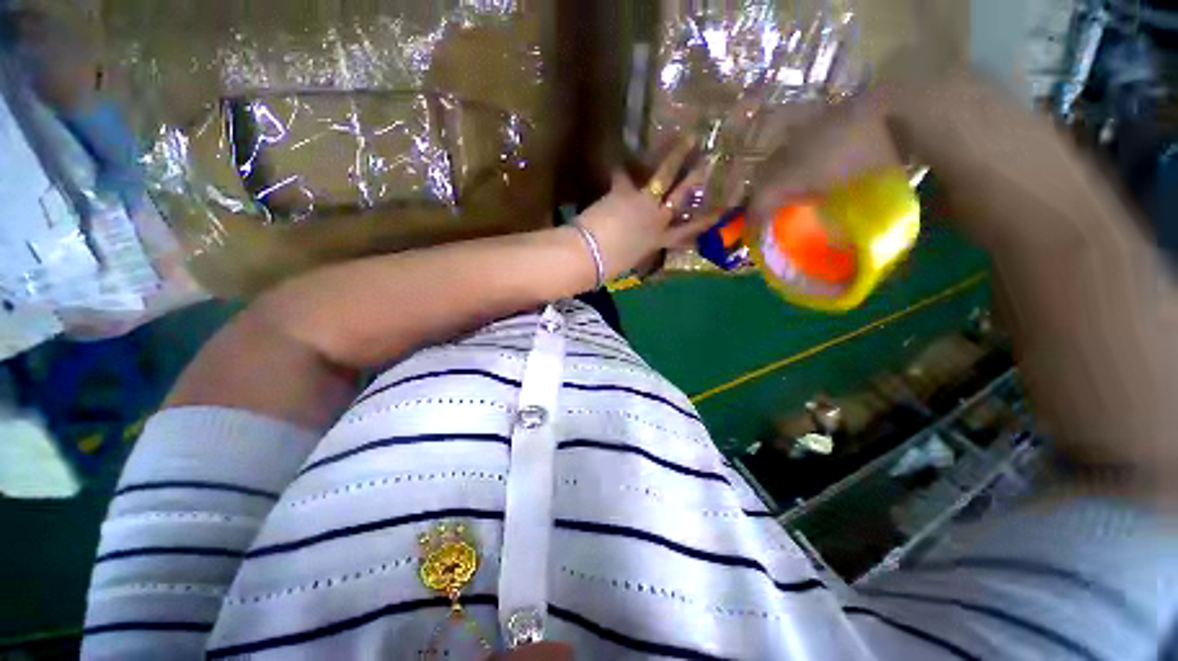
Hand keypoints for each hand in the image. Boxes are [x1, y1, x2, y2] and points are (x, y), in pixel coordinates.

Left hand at [575, 140, 712, 279]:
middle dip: (696, 177)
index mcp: (659, 240)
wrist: (591, 256)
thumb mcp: (632, 260)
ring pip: (665, 175)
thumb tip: (639, 246)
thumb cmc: (610, 267)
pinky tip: (621, 157)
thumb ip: (640, 249)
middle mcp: (657, 219)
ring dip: (676, 155)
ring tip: (688, 137)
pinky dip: (621, 167)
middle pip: (682, 195)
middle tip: (710, 159)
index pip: (688, 231)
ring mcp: (643, 202)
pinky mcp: (624, 192)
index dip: (706, 221)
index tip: (722, 211)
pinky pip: (623, 174)